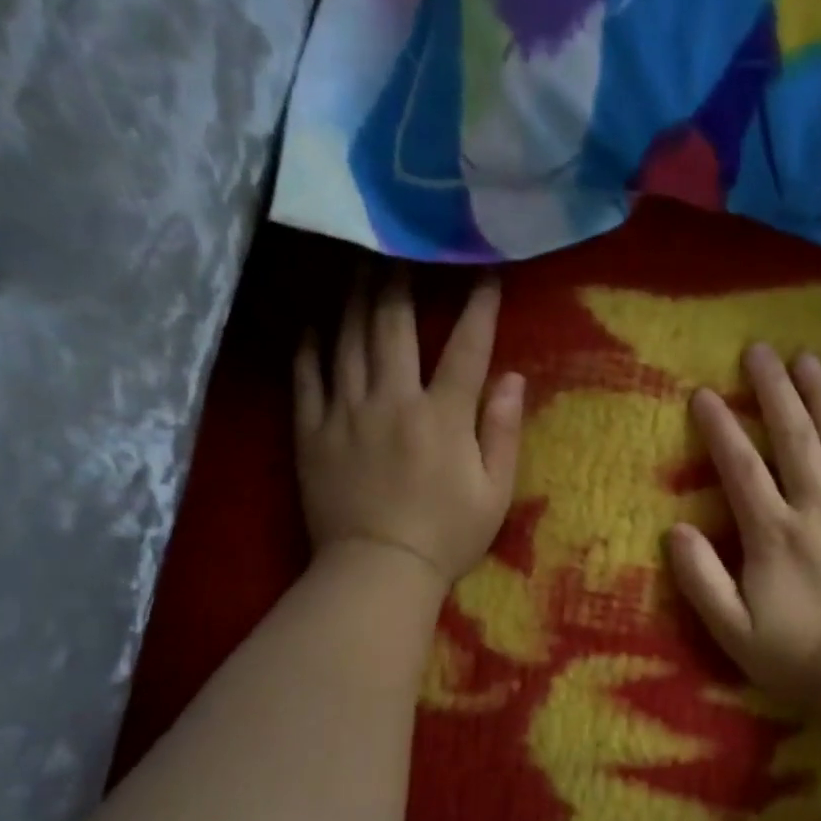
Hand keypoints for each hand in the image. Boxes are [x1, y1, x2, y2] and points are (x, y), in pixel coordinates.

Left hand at [294, 273, 523, 589]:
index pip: (466, 348)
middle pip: (394, 326)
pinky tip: (313, 324)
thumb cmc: (446, 536)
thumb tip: (514, 378)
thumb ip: (504, 432)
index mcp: (443, 417)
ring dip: (355, 299)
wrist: (377, 572)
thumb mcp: (495, 492)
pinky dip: (310, 346)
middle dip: (401, 281)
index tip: (485, 274)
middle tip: (401, 248)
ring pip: (348, 341)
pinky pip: (306, 378)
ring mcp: (346, 414)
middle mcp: (393, 401)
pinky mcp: (312, 432)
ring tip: (358, 265)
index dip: (479, 308)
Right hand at [669, 344, 820, 709]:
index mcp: (774, 535)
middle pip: (795, 439)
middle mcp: (819, 511)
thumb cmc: (797, 660)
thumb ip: (700, 578)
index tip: (704, 393)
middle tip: (759, 351)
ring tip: (808, 360)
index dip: (720, 428)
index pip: (741, 468)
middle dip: (774, 391)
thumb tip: (674, 529)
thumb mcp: (732, 630)